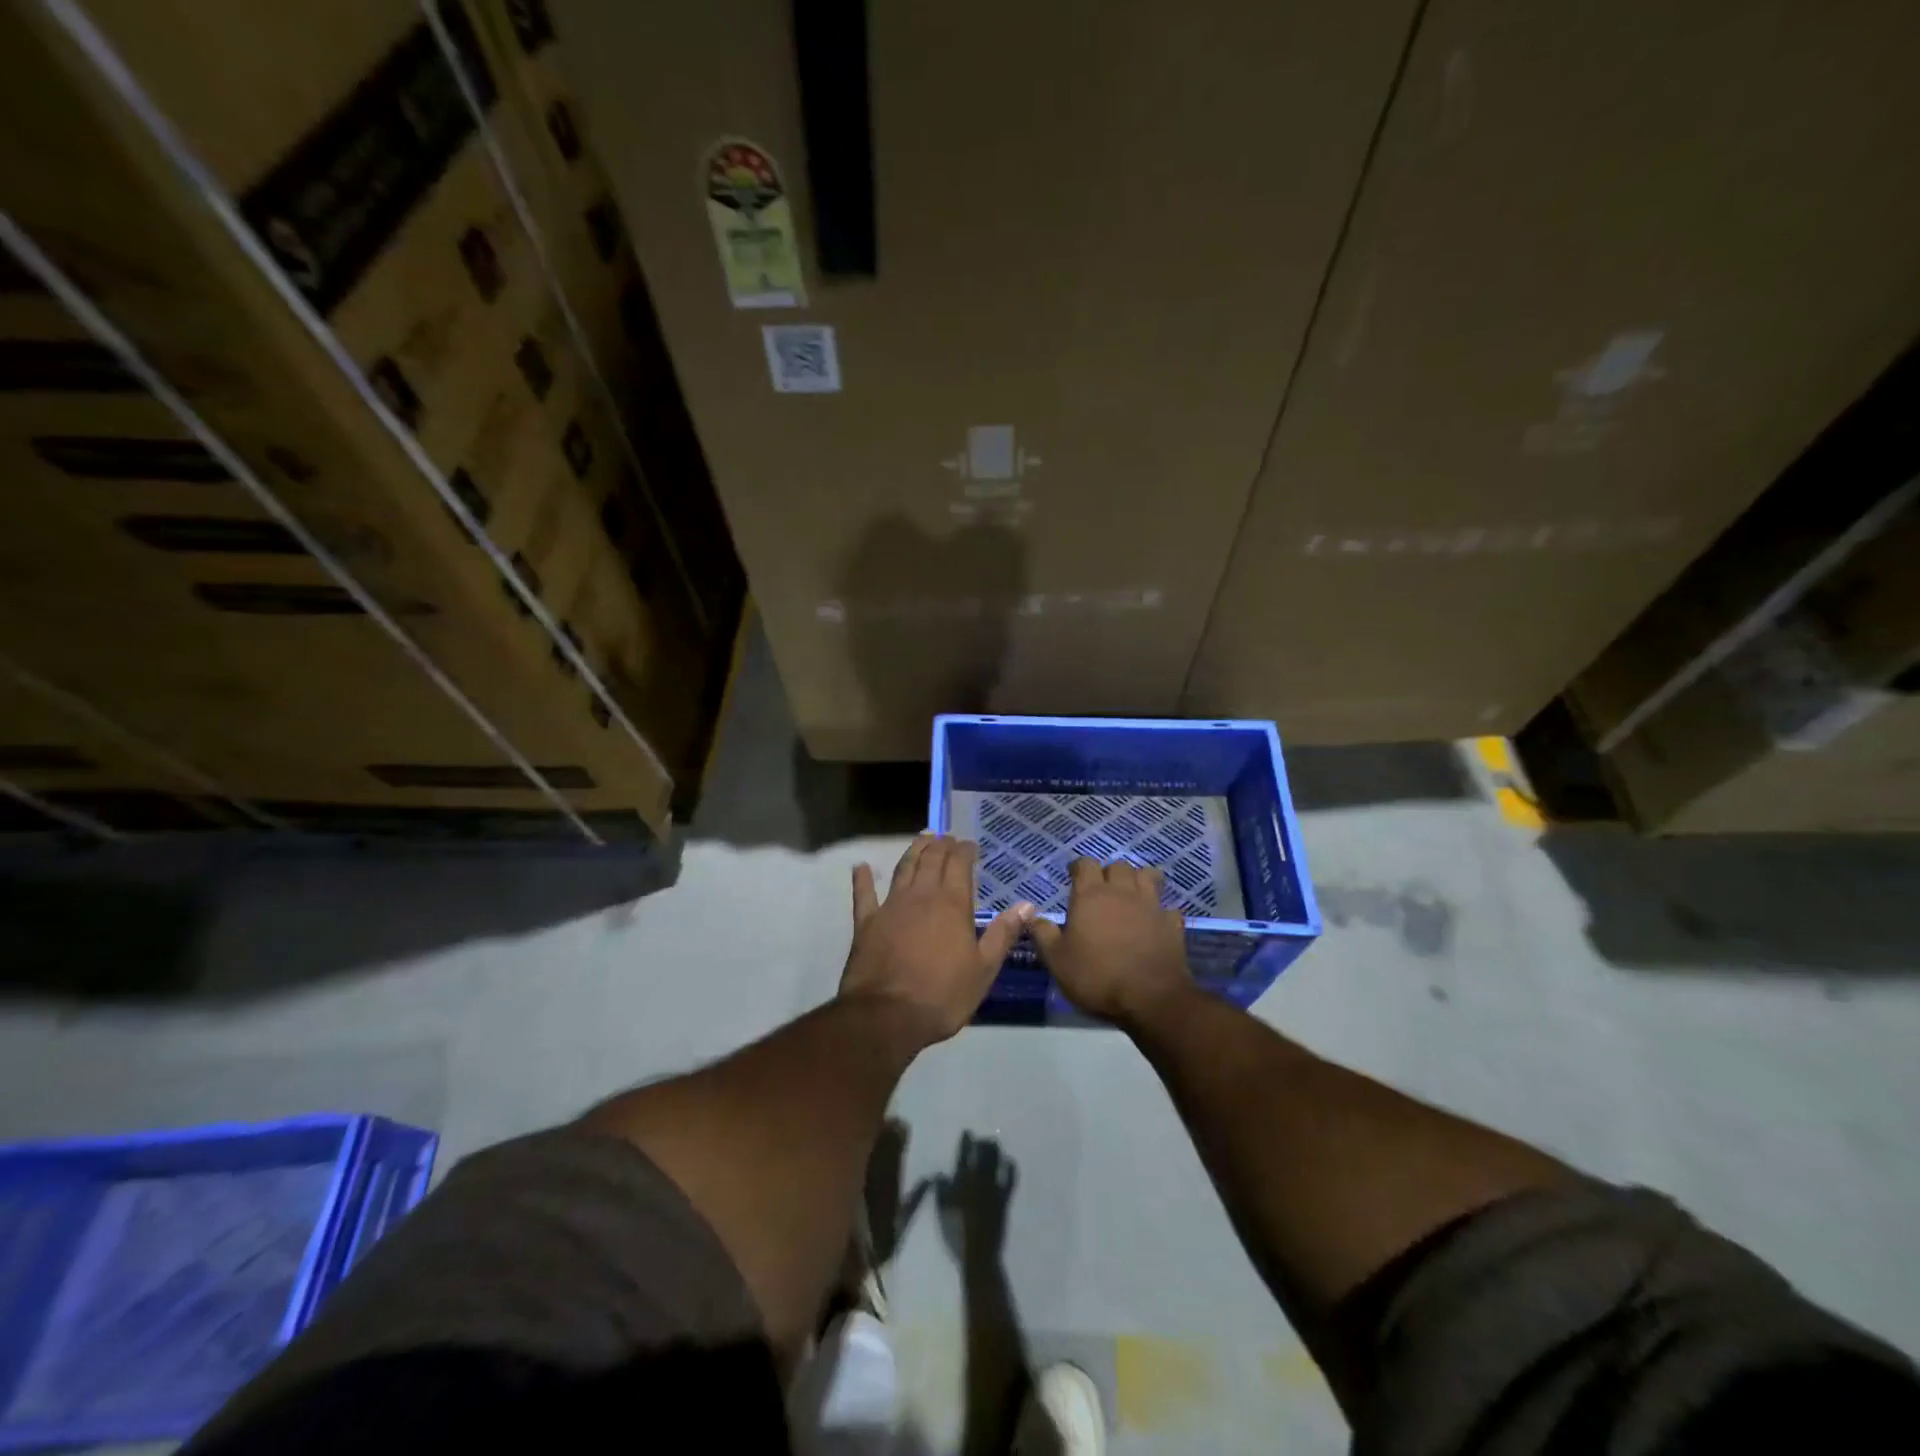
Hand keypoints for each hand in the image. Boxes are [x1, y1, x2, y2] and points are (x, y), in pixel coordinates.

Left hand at [841, 834, 1033, 1046]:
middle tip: (947, 837)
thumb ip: (1003, 934)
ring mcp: (891, 906)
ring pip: (904, 868)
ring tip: (921, 840)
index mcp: (952, 904)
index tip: (970, 845)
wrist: (886, 1016)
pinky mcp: (866, 923)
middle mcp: (921, 896)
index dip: (965, 850)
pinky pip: (864, 895)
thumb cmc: (942, 995)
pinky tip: (861, 867)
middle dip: (941, 845)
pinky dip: (863, 879)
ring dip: (913, 851)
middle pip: (931, 859)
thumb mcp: (983, 970)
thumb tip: (1027, 905)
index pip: (959, 864)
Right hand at [933, 1133, 1015, 1268]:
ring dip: (995, 1150)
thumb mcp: (942, 1212)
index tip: (968, 1132)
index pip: (964, 1155)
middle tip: (982, 1139)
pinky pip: (1010, 1179)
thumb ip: (941, 1191)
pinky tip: (1010, 1161)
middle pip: (983, 1154)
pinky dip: (1010, 1167)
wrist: (979, 1255)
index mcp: (962, 1181)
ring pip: (996, 1161)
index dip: (966, 1142)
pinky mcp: (1004, 1198)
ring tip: (994, 1144)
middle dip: (983, 1143)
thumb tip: (941, 1174)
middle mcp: (979, 1179)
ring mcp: (994, 1188)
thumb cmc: (956, 1233)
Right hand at [1030, 858, 1192, 1025]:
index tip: (1073, 876)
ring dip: (1138, 880)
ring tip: (1131, 894)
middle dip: (1109, 873)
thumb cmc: (1097, 976)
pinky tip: (1155, 921)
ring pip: (1147, 876)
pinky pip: (1167, 908)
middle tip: (1102, 889)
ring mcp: (1151, 905)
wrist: (1150, 997)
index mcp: (1091, 895)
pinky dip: (1160, 910)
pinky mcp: (1172, 923)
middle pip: (1118, 866)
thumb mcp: (1057, 960)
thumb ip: (1044, 934)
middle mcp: (1122, 892)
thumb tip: (1034, 916)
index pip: (1085, 864)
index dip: (1078, 867)